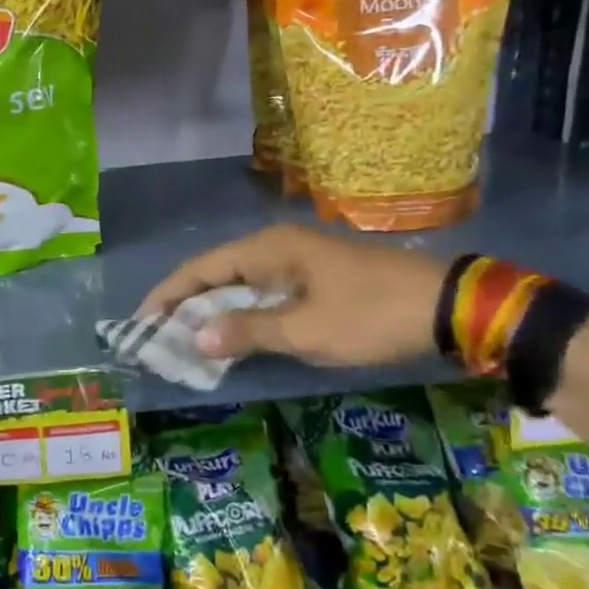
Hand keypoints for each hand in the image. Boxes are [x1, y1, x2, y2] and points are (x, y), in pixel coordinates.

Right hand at [139, 224, 446, 367]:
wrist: (446, 306)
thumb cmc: (370, 315)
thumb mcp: (306, 330)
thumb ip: (247, 331)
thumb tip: (195, 337)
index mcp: (268, 249)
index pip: (200, 268)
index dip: (168, 294)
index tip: (142, 322)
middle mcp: (276, 247)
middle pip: (216, 273)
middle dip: (186, 304)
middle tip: (160, 338)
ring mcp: (297, 260)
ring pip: (240, 284)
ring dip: (214, 311)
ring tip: (188, 342)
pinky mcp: (314, 277)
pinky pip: (263, 292)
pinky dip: (242, 314)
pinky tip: (234, 336)